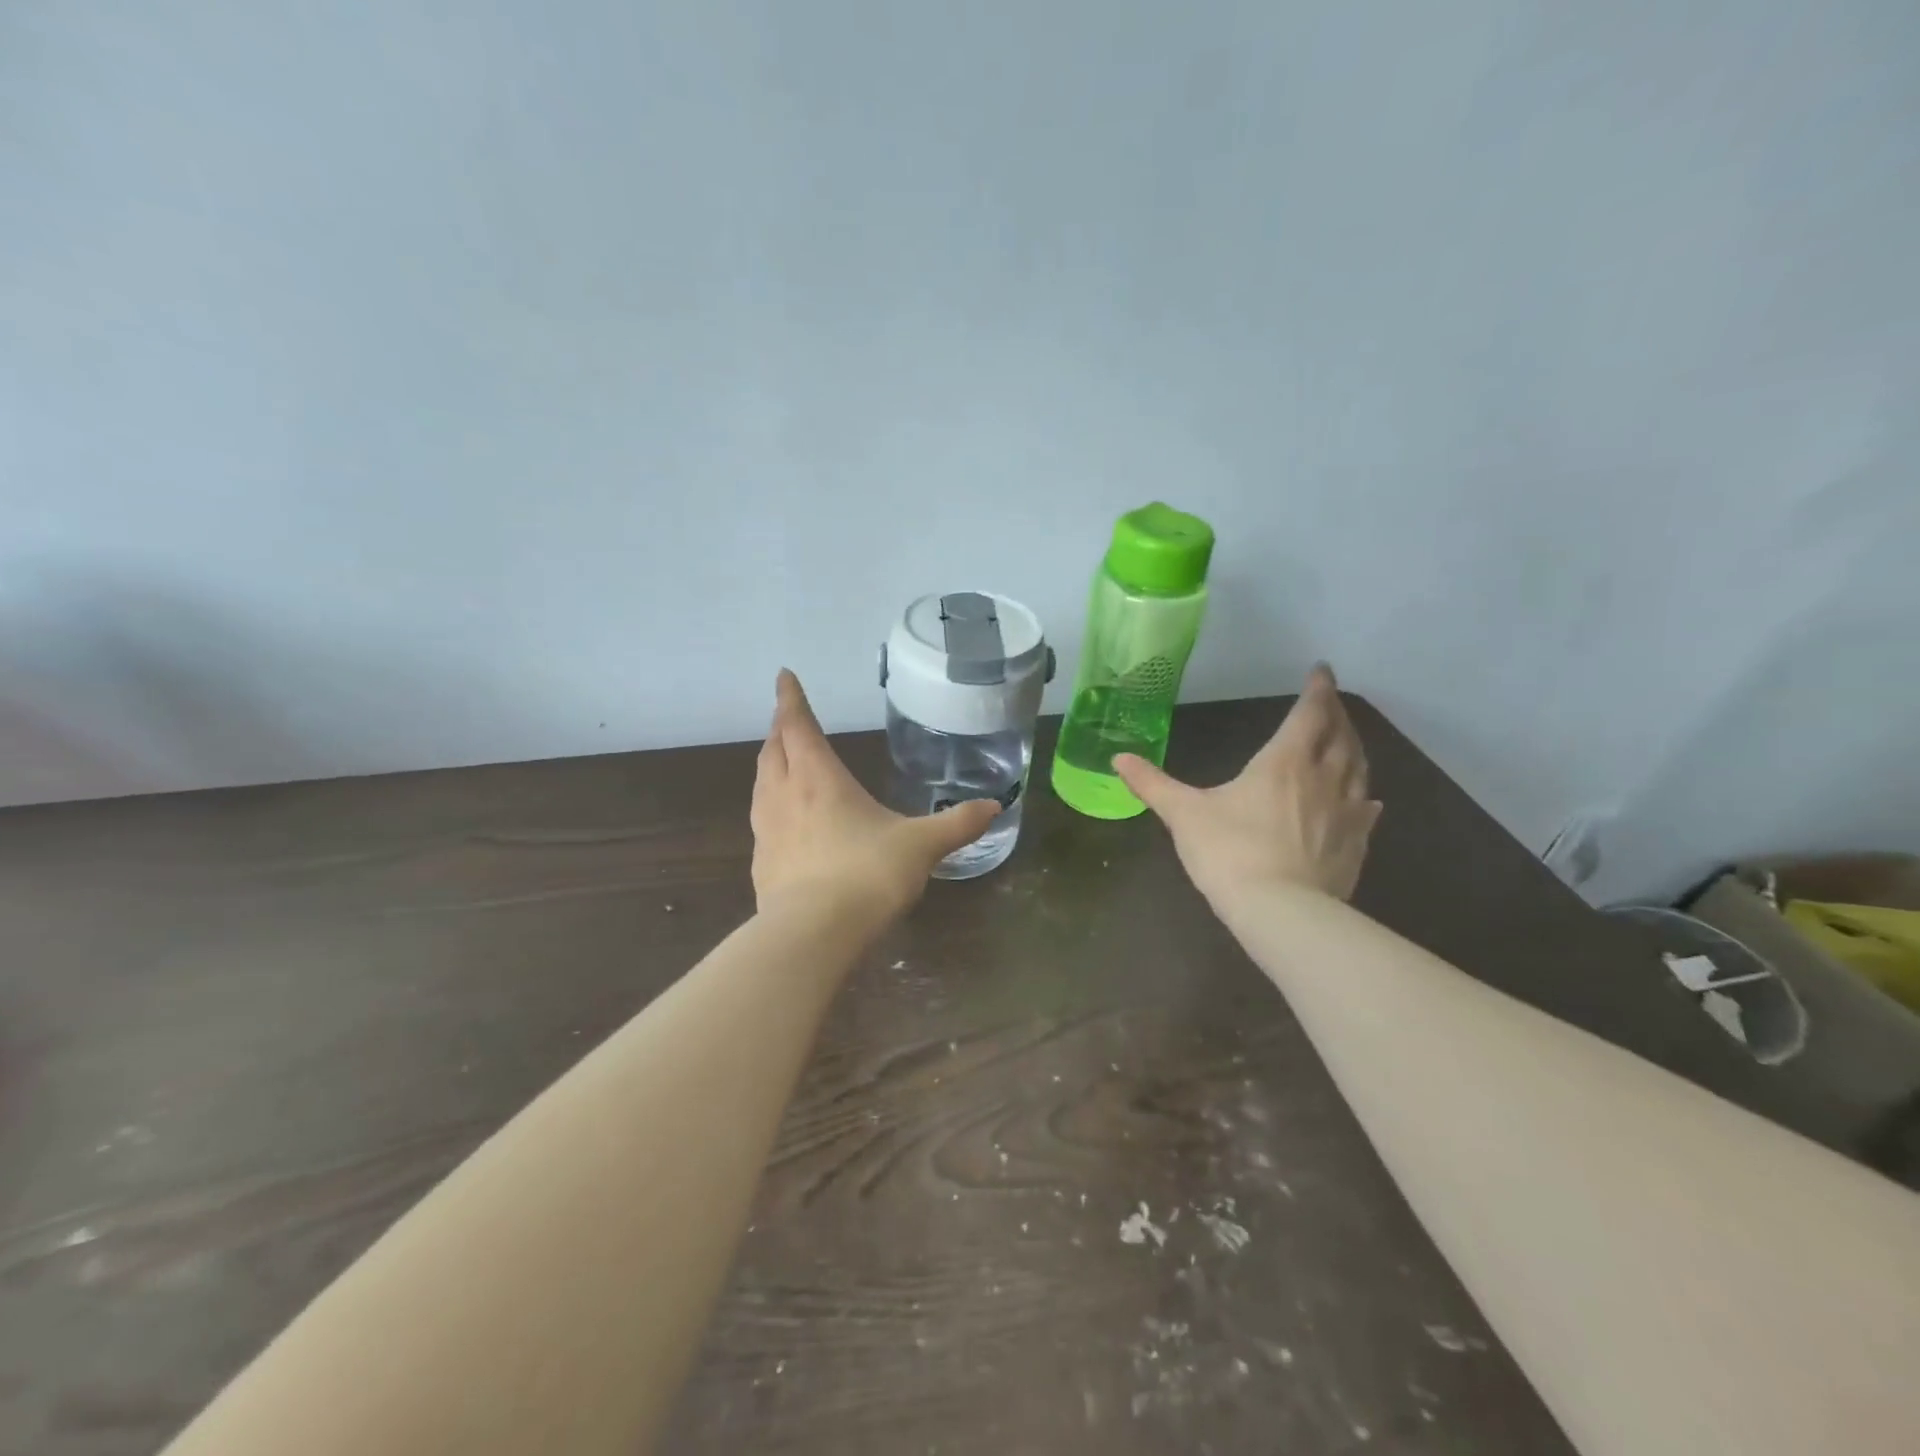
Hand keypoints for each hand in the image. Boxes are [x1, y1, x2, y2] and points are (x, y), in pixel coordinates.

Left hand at [750, 670, 999, 918]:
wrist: (813, 934)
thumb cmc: (868, 874)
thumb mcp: (921, 846)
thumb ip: (956, 824)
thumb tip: (993, 806)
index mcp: (819, 778)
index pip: (798, 725)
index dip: (790, 698)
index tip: (784, 675)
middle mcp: (785, 795)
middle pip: (773, 750)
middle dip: (780, 729)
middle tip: (787, 719)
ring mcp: (767, 831)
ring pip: (761, 783)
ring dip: (770, 764)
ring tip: (780, 761)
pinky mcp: (761, 864)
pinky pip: (762, 822)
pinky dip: (770, 807)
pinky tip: (784, 824)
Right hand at [1114, 664, 1380, 906]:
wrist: (1279, 911)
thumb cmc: (1228, 851)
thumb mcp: (1182, 814)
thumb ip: (1152, 784)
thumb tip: (1118, 758)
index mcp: (1284, 762)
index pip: (1308, 713)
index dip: (1316, 689)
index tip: (1321, 670)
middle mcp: (1323, 778)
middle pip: (1341, 735)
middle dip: (1337, 714)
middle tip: (1332, 701)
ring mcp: (1347, 812)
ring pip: (1360, 769)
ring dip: (1355, 748)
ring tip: (1348, 740)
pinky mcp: (1357, 844)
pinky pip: (1368, 811)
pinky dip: (1367, 797)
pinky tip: (1369, 801)